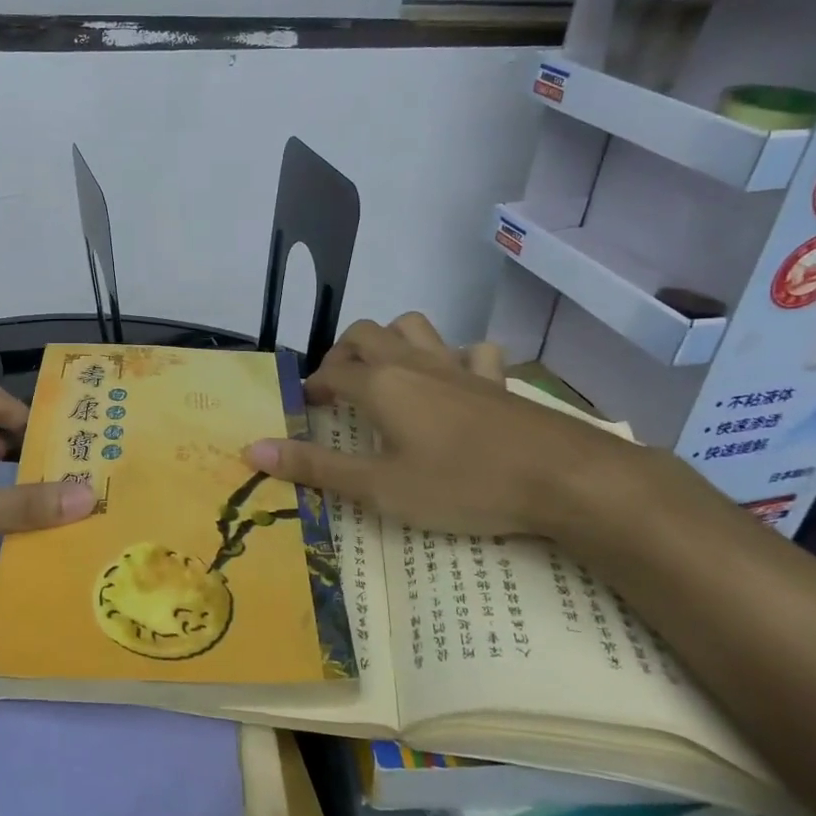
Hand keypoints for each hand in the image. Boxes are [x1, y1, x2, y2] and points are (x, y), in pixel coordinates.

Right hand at [243, 314, 647, 538]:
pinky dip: (458, 357)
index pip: (330, 373)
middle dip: (344, 353)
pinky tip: (458, 379)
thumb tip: (252, 450)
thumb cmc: (461, 484)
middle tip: (339, 386)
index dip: (311, 386)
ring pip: (416, 327)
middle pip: (366, 334)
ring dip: (395, 339)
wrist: (563, 479)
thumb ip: (315, 468)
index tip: (304, 406)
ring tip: (388, 371)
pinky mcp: (497, 381)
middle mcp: (413, 363)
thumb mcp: (379, 488)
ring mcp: (458, 367)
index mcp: (380, 385)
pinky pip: (474, 352)